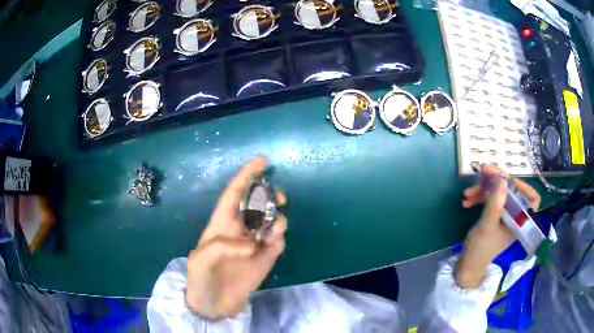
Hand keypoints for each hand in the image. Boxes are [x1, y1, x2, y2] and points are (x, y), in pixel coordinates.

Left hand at [185, 156, 286, 319]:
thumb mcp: (201, 259)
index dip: (247, 175)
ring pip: (273, 221)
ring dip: (278, 220)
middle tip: (279, 198)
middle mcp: (241, 228)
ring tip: (272, 234)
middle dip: (271, 195)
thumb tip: (252, 245)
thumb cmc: (201, 277)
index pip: (235, 192)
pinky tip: (272, 246)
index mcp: (222, 222)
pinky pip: (278, 241)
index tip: (263, 161)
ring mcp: (255, 243)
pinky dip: (280, 239)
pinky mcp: (266, 257)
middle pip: (260, 203)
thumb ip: (222, 246)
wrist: (214, 304)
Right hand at [456, 165, 540, 287]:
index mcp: (520, 220)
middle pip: (512, 190)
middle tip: (482, 172)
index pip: (531, 198)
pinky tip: (467, 201)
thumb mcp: (487, 226)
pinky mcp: (495, 214)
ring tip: (467, 193)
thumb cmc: (480, 249)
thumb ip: (495, 204)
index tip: (506, 178)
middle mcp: (515, 215)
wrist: (467, 264)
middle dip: (496, 180)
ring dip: (483, 189)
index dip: (522, 185)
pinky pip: (491, 199)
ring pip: (499, 192)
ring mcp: (505, 214)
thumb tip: (502, 179)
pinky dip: (479, 197)